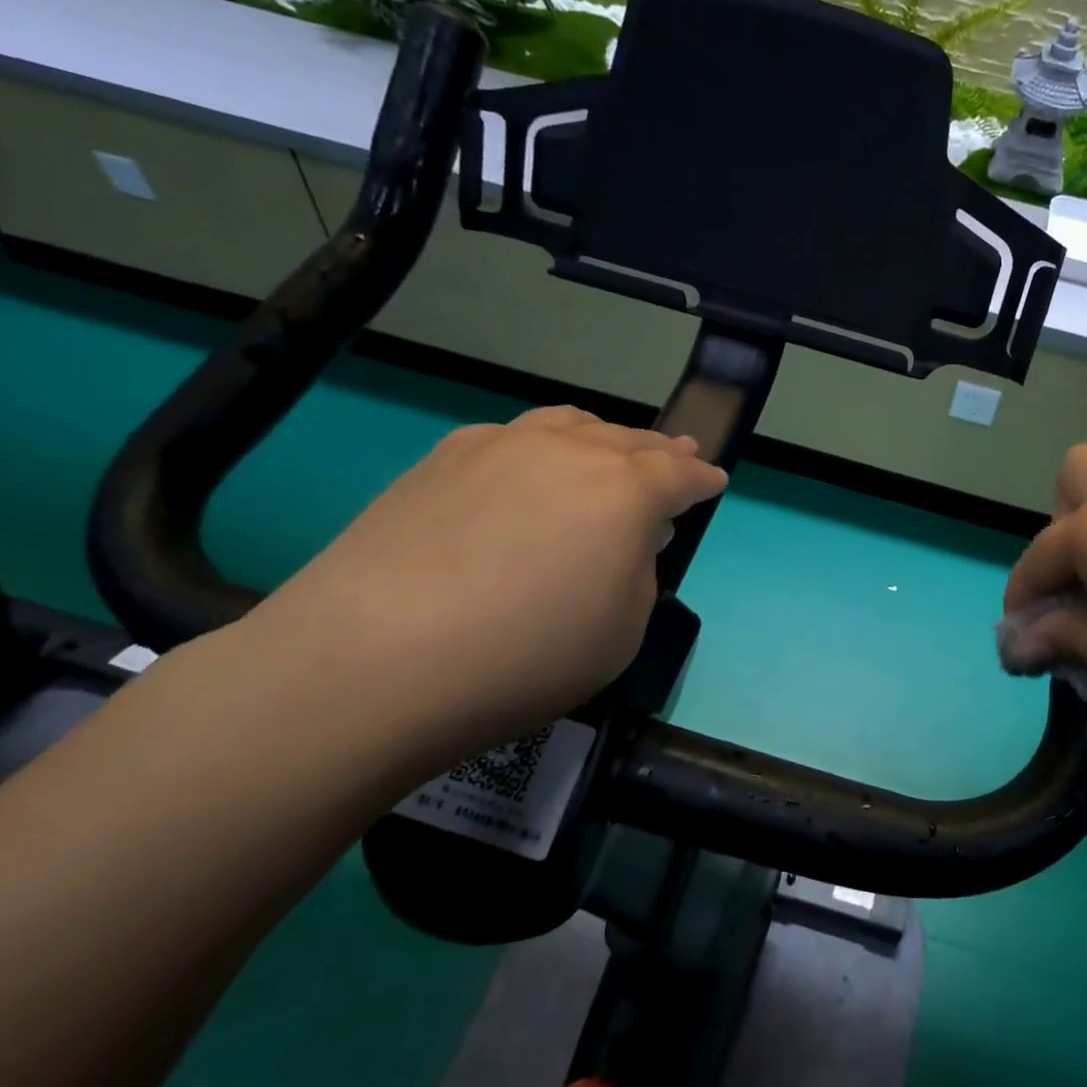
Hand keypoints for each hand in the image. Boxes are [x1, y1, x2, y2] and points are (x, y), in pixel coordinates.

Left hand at [230, 407, 726, 784]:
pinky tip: (531, 470)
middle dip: (661, 449)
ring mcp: (499, 447)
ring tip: (611, 449)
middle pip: (629, 440)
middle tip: (677, 453)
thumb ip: (639, 573)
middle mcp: (568, 451)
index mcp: (624, 491)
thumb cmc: (524, 657)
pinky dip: (543, 446)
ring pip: (569, 424)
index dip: (701, 478)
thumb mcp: (622, 631)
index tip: (714, 480)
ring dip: (602, 438)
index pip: (679, 472)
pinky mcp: (442, 459)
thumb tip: (625, 540)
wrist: (371, 661)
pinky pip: (514, 437)